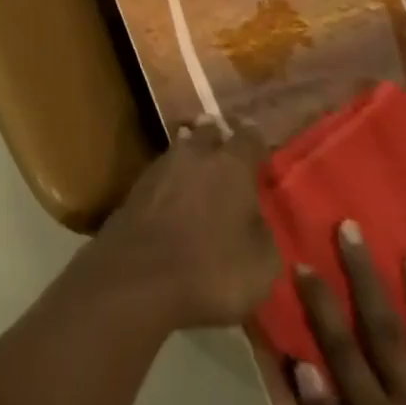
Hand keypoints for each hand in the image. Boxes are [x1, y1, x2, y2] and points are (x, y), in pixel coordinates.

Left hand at [88, 117, 281, 330]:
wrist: (142, 272)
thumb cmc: (213, 268)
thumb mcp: (262, 264)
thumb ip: (263, 231)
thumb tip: (255, 217)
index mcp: (232, 164)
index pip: (250, 137)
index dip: (258, 142)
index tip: (263, 153)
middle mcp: (197, 152)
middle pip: (211, 132)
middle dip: (222, 141)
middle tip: (231, 160)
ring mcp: (164, 162)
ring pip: (185, 146)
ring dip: (196, 158)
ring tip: (204, 175)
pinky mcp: (141, 180)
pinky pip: (166, 169)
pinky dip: (177, 178)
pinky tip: (180, 196)